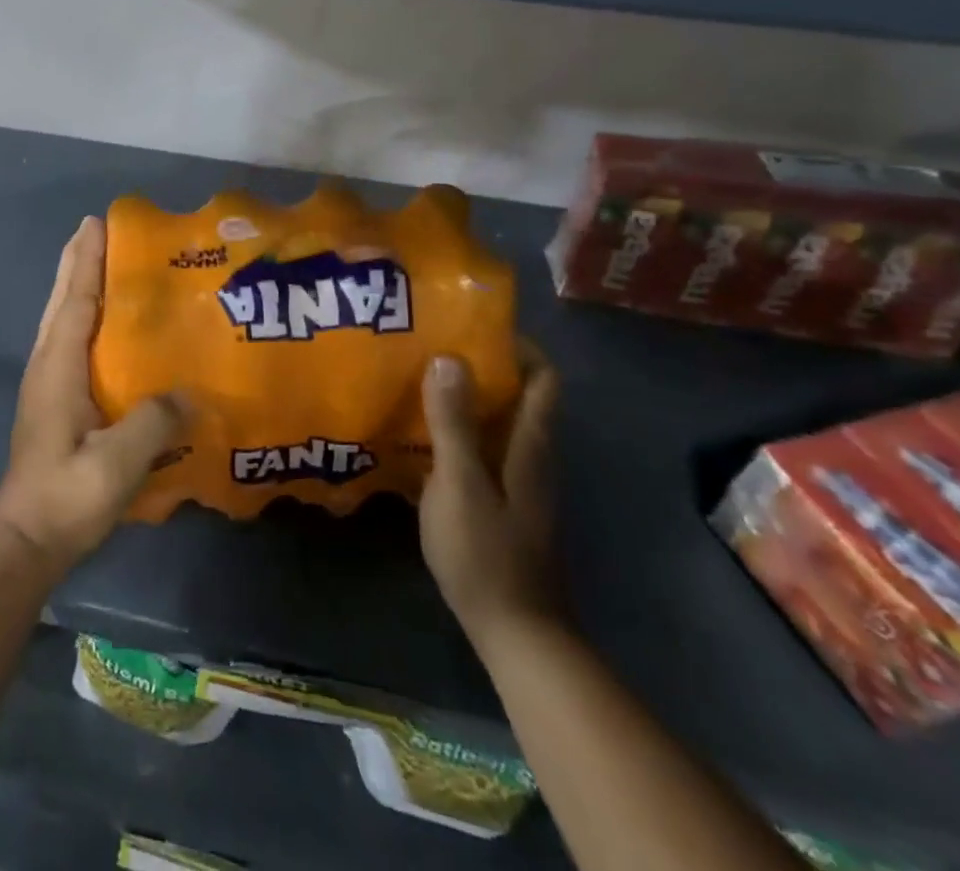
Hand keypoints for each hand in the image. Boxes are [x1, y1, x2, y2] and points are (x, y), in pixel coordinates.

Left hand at [0, 217, 188, 577]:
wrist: (26, 540)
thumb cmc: (67, 496)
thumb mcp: (116, 463)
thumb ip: (153, 423)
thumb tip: (191, 393)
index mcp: (58, 367)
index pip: (75, 301)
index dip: (86, 261)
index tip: (96, 223)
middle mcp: (47, 365)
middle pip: (63, 301)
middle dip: (78, 262)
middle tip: (96, 229)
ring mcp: (46, 384)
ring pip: (61, 319)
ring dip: (77, 285)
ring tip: (100, 263)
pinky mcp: (52, 402)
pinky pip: (68, 341)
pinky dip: (81, 316)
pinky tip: (102, 326)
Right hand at [419, 341, 563, 644]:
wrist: (516, 634)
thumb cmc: (487, 553)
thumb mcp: (460, 483)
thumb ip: (453, 422)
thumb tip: (449, 356)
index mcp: (530, 445)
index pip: (542, 378)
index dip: (517, 345)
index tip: (473, 325)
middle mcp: (531, 457)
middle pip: (517, 396)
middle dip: (481, 366)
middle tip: (431, 346)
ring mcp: (518, 484)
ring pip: (497, 424)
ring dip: (465, 400)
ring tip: (417, 381)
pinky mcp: (501, 505)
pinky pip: (481, 451)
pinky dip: (457, 433)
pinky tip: (419, 437)